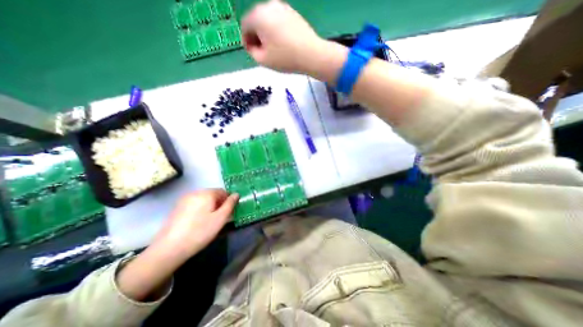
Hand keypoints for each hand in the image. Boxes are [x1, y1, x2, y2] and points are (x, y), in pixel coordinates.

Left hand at [152, 189, 240, 259]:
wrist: (169, 248)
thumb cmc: (200, 231)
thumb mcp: (221, 218)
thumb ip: (230, 204)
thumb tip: (236, 194)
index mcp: (206, 193)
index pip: (223, 191)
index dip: (228, 201)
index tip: (229, 213)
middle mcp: (195, 192)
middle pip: (213, 194)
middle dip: (219, 204)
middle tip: (220, 218)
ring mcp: (184, 200)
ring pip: (204, 200)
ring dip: (210, 207)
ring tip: (209, 221)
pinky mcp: (177, 208)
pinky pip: (195, 204)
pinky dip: (200, 210)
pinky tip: (198, 222)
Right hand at [240, 0, 322, 72]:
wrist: (311, 54)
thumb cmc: (285, 58)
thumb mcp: (263, 60)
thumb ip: (252, 52)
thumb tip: (252, 45)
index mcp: (258, 16)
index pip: (245, 26)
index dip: (246, 41)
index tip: (252, 52)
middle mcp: (269, 6)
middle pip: (256, 20)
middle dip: (256, 36)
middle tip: (262, 51)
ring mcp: (282, 7)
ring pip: (267, 20)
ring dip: (266, 33)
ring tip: (273, 49)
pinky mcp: (292, 12)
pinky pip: (278, 20)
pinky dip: (276, 30)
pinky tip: (282, 43)